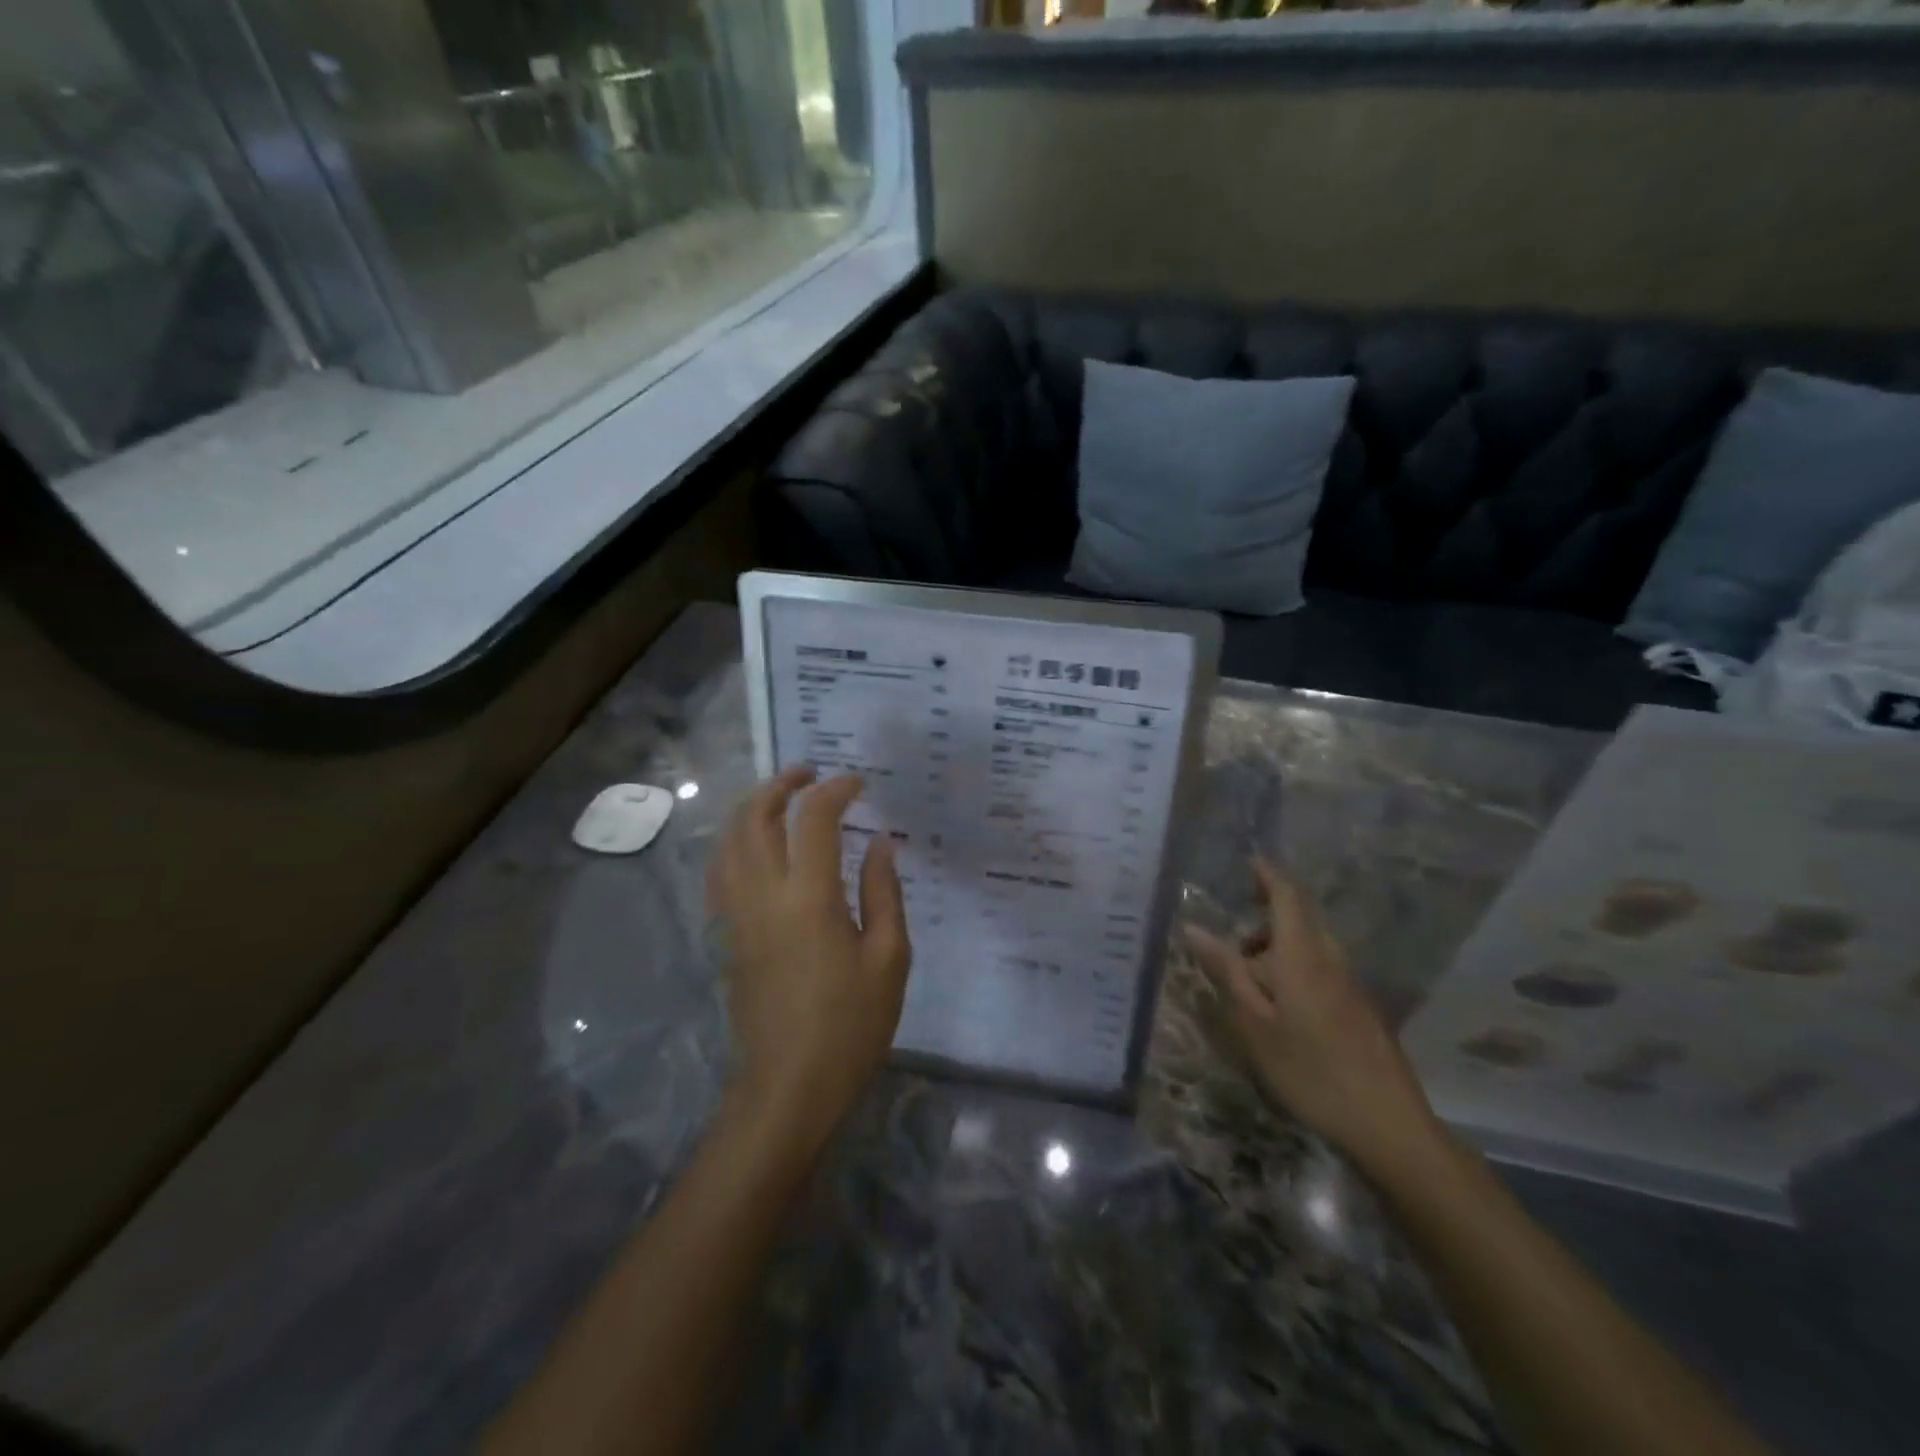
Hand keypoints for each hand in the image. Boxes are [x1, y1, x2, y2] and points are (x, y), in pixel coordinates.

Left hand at [709, 766, 910, 1150]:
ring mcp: (737, 916)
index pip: (813, 819)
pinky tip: (757, 847)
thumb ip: (884, 892)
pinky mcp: (727, 936)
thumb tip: (880, 843)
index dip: (834, 790)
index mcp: (808, 898)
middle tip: (810, 773)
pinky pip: (721, 872)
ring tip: (782, 799)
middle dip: (780, 784)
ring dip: (751, 808)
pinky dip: (736, 842)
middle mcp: (763, 896)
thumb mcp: (889, 958)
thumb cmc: (850, 1025)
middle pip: (753, 817)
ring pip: (728, 841)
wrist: (789, 1086)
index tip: (858, 784)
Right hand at [1187, 859, 1439, 1176]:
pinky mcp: (1362, 1006)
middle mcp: (1331, 958)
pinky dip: (1296, 967)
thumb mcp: (1254, 1022)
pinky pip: (1323, 967)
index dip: (1267, 875)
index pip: (1287, 896)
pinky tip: (1283, 1006)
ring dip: (1279, 946)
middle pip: (1300, 918)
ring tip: (1251, 982)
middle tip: (1234, 942)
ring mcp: (1352, 982)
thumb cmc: (1309, 1070)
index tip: (1248, 863)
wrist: (1387, 1123)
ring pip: (1311, 944)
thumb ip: (1227, 971)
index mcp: (1302, 954)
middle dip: (1267, 917)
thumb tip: (1195, 929)